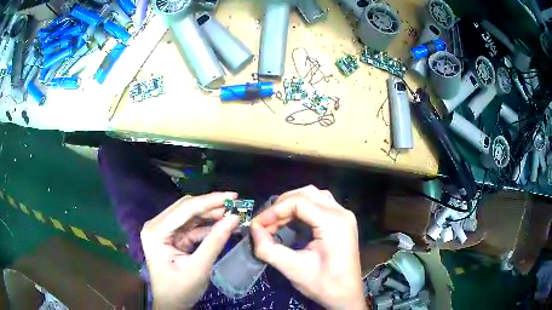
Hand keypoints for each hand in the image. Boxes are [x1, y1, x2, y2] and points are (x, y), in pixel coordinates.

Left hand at [141, 192, 239, 309]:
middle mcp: (157, 225)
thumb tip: (235, 217)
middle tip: (236, 205)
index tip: (234, 196)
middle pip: (187, 208)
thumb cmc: (181, 289)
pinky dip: (207, 226)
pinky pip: (191, 226)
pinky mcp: (172, 236)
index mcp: (156, 231)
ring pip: (190, 215)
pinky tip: (223, 225)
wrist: (172, 304)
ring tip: (232, 215)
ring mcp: (164, 230)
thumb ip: (216, 241)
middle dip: (212, 206)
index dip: (211, 200)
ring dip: (211, 215)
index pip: (185, 209)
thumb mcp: (200, 267)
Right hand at [251, 186, 365, 309]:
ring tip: (276, 220)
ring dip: (293, 203)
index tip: (257, 224)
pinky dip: (304, 208)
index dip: (274, 210)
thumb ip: (268, 249)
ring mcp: (345, 216)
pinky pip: (321, 204)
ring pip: (314, 195)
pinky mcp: (343, 222)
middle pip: (307, 194)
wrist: (346, 296)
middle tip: (265, 222)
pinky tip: (293, 221)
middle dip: (282, 205)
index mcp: (333, 222)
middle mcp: (342, 213)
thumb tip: (253, 229)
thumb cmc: (323, 285)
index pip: (298, 202)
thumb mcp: (293, 269)